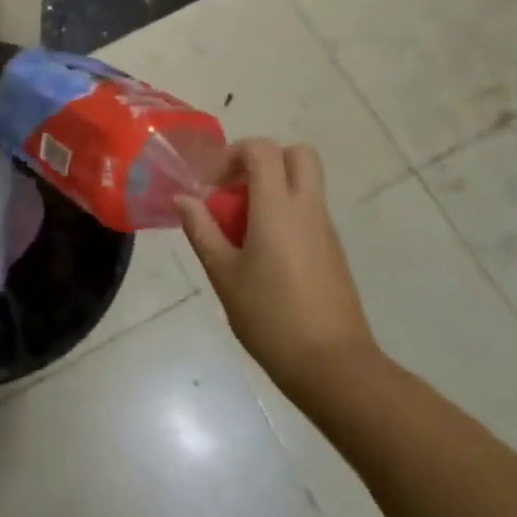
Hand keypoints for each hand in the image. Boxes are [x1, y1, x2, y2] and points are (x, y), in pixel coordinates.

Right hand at [178, 139, 378, 388]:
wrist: (333, 366)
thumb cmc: (269, 316)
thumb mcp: (223, 274)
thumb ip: (202, 230)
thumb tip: (183, 199)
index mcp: (277, 207)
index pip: (263, 150)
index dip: (234, 153)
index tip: (213, 183)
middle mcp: (307, 208)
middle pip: (298, 155)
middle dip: (265, 160)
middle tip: (236, 189)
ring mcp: (326, 230)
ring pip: (305, 184)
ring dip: (274, 189)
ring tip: (243, 228)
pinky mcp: (334, 252)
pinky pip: (309, 212)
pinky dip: (286, 215)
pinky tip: (264, 254)